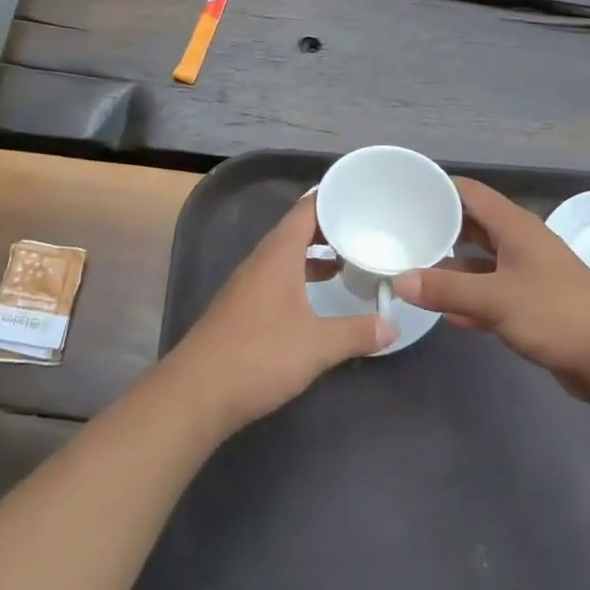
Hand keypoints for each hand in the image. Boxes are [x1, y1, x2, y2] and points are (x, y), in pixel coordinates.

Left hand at [165, 193, 395, 432]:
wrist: (196, 394)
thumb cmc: (259, 356)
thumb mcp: (318, 345)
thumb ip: (358, 333)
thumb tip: (394, 327)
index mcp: (278, 254)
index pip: (307, 209)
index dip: (333, 197)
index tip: (363, 195)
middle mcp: (261, 261)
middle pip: (297, 229)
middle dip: (330, 226)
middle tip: (365, 228)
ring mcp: (248, 284)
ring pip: (287, 255)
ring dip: (315, 254)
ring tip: (348, 259)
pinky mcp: (243, 308)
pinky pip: (278, 276)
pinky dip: (301, 276)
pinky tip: (318, 296)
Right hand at [395, 177, 589, 393]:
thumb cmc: (556, 314)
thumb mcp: (495, 299)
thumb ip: (446, 290)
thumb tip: (399, 281)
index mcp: (514, 226)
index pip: (468, 192)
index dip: (437, 189)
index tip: (403, 194)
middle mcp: (520, 241)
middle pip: (472, 225)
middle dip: (438, 228)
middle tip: (400, 234)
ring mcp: (528, 272)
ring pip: (480, 260)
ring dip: (451, 267)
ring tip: (412, 272)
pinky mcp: (533, 302)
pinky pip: (492, 291)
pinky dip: (470, 298)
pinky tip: (445, 314)